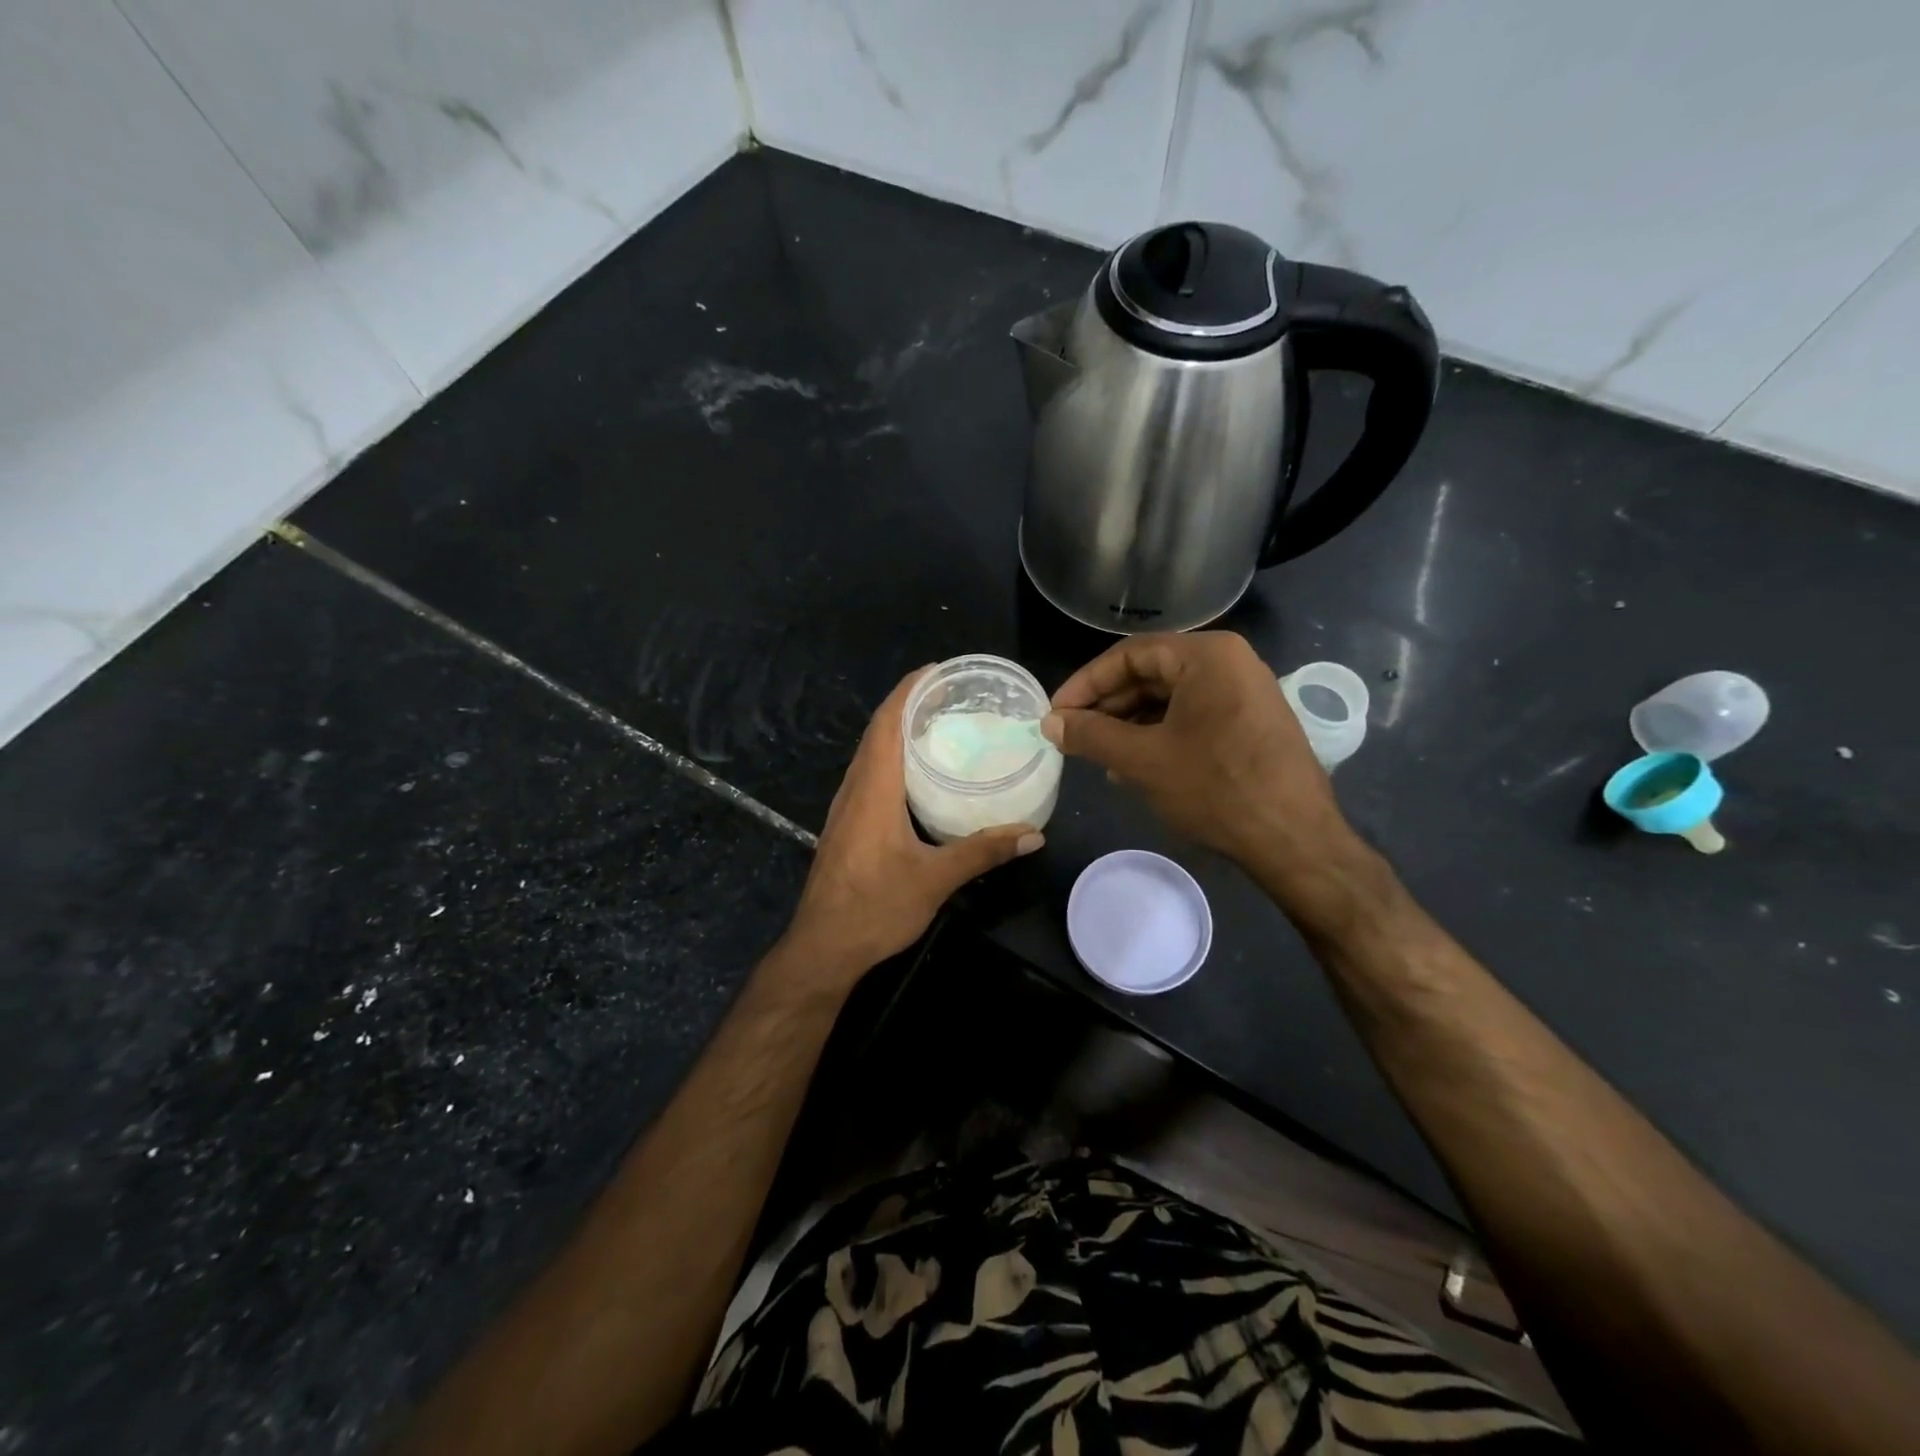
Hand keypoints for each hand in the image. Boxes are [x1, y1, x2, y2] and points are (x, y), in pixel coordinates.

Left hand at [780, 668, 1043, 986]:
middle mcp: (854, 790)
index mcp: (873, 790)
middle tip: (949, 695)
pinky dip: (891, 758)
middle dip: (908, 705)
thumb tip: (1033, 834)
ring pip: (870, 754)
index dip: (908, 691)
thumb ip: (983, 851)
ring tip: (938, 723)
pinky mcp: (846, 826)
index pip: (886, 723)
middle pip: (877, 732)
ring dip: (897, 730)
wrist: (822, 948)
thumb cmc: (874, 909)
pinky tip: (917, 774)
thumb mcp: (935, 880)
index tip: (937, 670)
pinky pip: (869, 775)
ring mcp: (845, 808)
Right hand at [1042, 632, 1362, 904]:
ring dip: (1130, 725)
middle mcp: (1230, 663)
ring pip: (1171, 699)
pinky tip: (1136, 767)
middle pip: (1151, 675)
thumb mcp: (1142, 759)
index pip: (1129, 655)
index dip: (1085, 684)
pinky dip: (1160, 736)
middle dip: (1108, 707)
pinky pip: (1194, 718)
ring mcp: (1246, 693)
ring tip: (1100, 757)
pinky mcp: (1252, 723)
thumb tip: (1051, 723)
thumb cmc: (1216, 788)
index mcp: (1207, 655)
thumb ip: (1091, 734)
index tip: (1056, 714)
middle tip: (1073, 736)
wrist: (1295, 840)